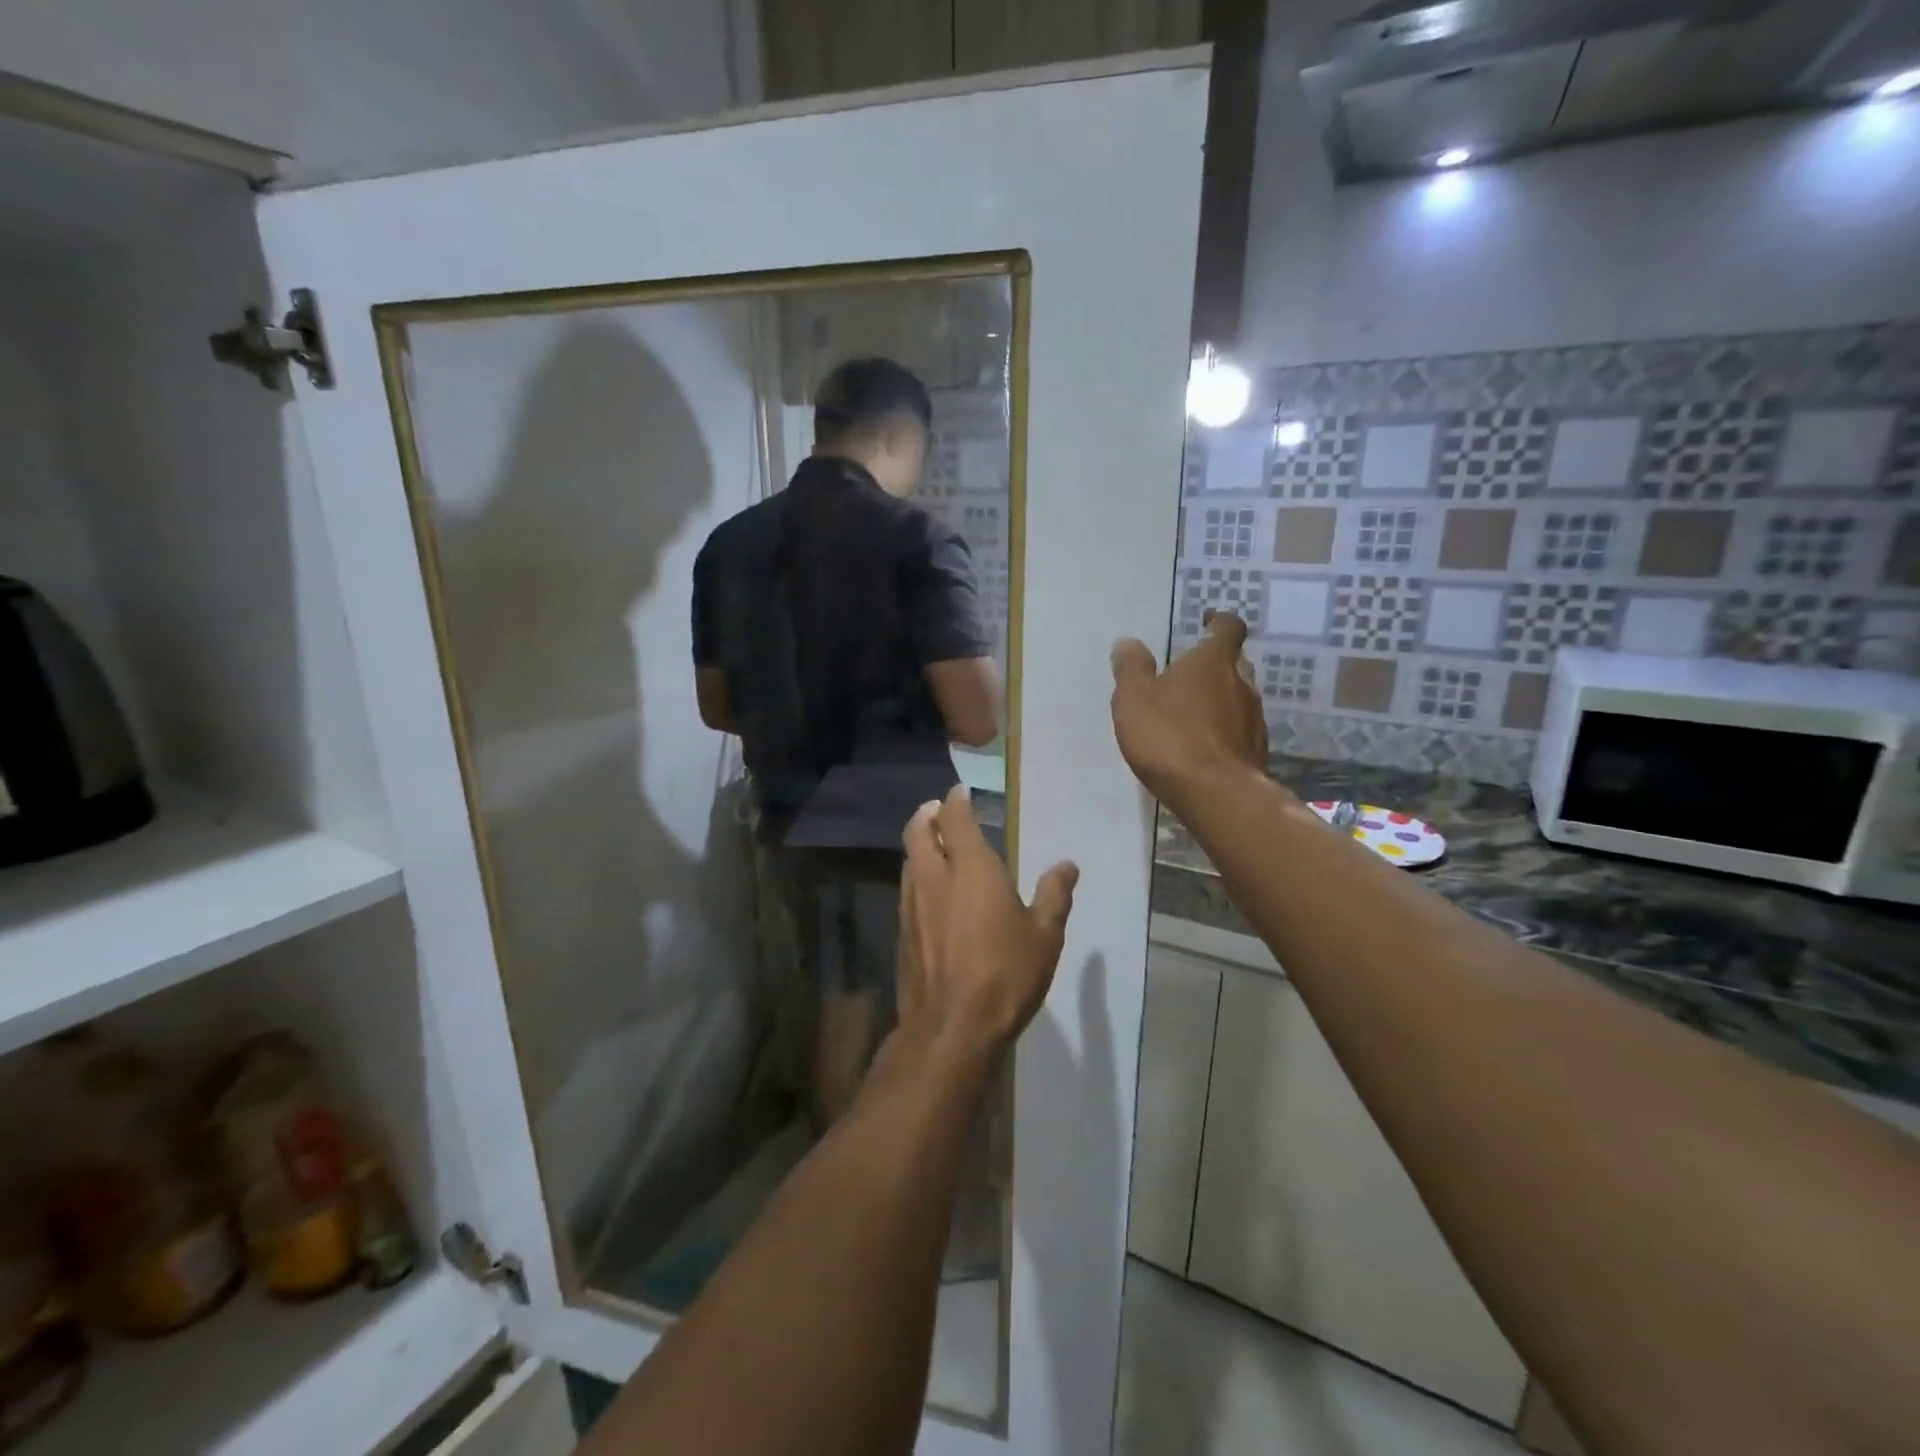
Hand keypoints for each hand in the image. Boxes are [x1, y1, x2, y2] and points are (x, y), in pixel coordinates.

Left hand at [897, 787, 1077, 1067]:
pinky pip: (906, 890)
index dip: (956, 800)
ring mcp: (911, 904)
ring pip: (908, 860)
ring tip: (935, 847)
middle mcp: (934, 877)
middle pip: (918, 830)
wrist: (951, 1027)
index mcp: (971, 867)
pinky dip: (916, 877)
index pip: (955, 817)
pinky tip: (931, 894)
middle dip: (927, 814)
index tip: (961, 792)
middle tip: (939, 810)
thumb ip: (1054, 895)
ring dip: (919, 845)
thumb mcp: (1044, 936)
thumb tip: (1067, 865)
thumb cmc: (1006, 974)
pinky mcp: (901, 932)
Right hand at [1110, 611, 1268, 810]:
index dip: (1219, 621)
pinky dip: (1224, 731)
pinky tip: (1203, 747)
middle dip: (1215, 665)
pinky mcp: (1257, 752)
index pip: (1228, 627)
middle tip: (1188, 675)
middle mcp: (1243, 684)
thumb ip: (1131, 668)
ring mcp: (1255, 720)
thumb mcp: (1134, 698)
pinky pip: (1239, 731)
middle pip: (1235, 664)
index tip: (1206, 622)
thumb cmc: (1169, 736)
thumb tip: (1128, 643)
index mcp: (1214, 662)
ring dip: (1219, 700)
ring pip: (1239, 698)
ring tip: (1192, 715)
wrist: (1214, 794)